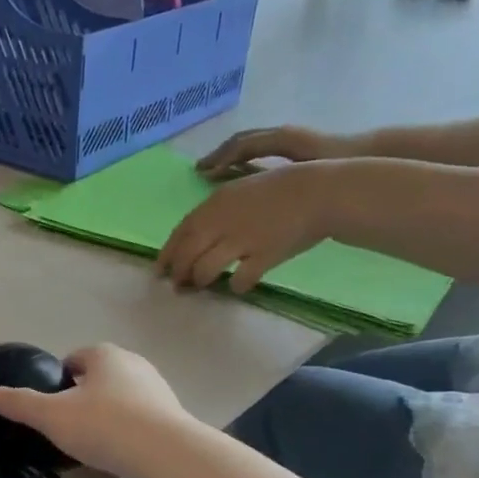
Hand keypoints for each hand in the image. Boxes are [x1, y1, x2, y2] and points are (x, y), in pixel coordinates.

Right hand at [0, 345, 190, 477]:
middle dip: (83, 396)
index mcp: (104, 355)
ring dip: (106, 413)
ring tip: (92, 442)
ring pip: (121, 397)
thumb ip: (19, 403)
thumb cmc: (103, 425)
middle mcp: (134, 363)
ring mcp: (158, 389)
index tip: (49, 405)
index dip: (58, 379)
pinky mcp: (172, 416)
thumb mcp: (51, 416)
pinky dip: (127, 430)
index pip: (74, 359)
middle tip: (66, 425)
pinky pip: (140, 418)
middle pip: (99, 377)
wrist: (165, 454)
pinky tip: (118, 452)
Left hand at [158, 155, 343, 292]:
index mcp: (214, 204)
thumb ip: (215, 212)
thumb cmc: (279, 190)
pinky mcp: (264, 256)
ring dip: (200, 281)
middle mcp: (222, 222)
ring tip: (204, 285)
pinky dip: (235, 286)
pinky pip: (240, 280)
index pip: (180, 234)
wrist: (319, 192)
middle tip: (177, 286)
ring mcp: (242, 240)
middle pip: (186, 255)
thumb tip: (194, 236)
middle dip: (178, 274)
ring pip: (205, 270)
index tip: (159, 270)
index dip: (167, 255)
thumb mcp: (239, 190)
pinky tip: (237, 286)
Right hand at [194, 124, 358, 180]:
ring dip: (230, 157)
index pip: (241, 145)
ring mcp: (287, 141)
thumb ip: (266, 172)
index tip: (202, 172)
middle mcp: (280, 135)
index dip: (220, 157)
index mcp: (280, 138)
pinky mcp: (293, 150)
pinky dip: (244, 162)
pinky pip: (260, 153)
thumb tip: (235, 178)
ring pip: (250, 146)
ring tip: (213, 174)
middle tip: (200, 171)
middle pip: (241, 142)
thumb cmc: (336, 163)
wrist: (371, 157)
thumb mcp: (300, 168)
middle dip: (219, 155)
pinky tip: (238, 178)